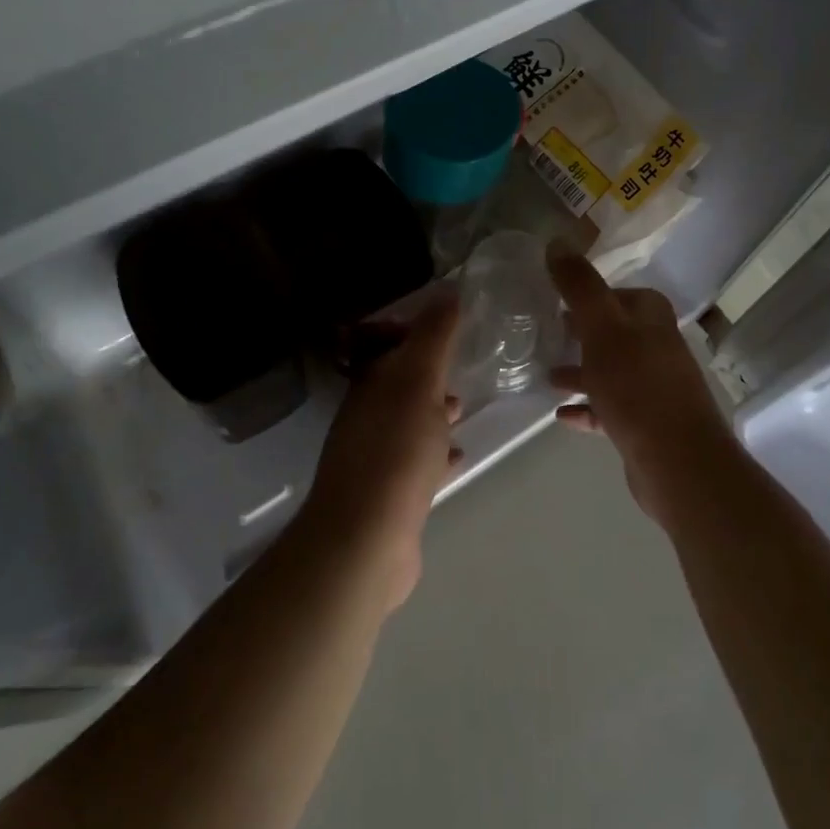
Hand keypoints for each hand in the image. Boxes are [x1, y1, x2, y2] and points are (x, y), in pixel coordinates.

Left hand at [302, 295, 462, 609]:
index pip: (385, 344)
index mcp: (369, 384)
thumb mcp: (419, 380)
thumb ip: (433, 335)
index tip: (447, 327)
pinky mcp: (390, 494)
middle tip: (460, 369)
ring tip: (463, 411)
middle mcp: (366, 416)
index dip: (411, 331)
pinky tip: (457, 457)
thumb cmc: (396, 448)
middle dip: (427, 374)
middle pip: (398, 384)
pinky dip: (436, 454)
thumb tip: (448, 290)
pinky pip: (417, 463)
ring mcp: (375, 457)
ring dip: (433, 414)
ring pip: (408, 424)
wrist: (368, 538)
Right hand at [546, 244, 734, 519]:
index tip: (556, 298)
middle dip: (582, 331)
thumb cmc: (637, 385)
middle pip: (614, 332)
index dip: (590, 294)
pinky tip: (560, 415)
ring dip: (581, 370)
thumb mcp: (601, 326)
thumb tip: (557, 241)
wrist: (677, 462)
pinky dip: (587, 407)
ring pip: (611, 371)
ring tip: (546, 375)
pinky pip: (610, 409)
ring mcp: (653, 388)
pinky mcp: (646, 425)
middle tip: (546, 332)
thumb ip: (579, 285)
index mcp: (651, 319)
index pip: (619, 294)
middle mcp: (657, 348)